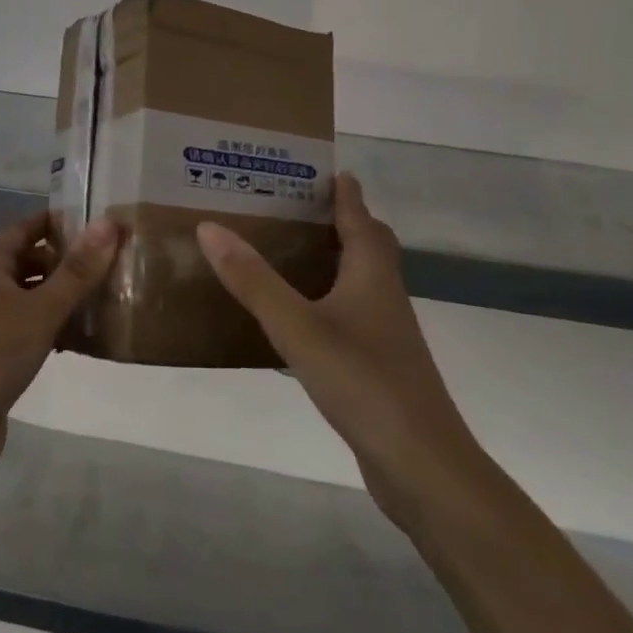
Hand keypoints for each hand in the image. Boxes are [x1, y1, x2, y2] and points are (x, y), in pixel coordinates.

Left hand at [0, 214, 119, 489]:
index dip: (61, 221)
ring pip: (37, 297)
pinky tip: (89, 339)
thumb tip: (108, 223)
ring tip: (112, 296)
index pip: (28, 227)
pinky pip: (36, 329)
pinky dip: (59, 328)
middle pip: (33, 261)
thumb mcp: (40, 308)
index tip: (103, 221)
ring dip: (68, 296)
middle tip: (116, 261)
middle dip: (71, 260)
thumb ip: (77, 270)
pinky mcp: (0, 357)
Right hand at [196, 176, 477, 528]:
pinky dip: (326, 301)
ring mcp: (385, 333)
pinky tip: (295, 318)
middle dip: (340, 220)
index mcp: (371, 273)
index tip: (320, 167)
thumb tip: (210, 226)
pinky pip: (349, 315)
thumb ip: (253, 280)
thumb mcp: (298, 327)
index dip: (343, 190)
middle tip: (294, 207)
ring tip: (286, 252)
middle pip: (368, 244)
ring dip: (331, 260)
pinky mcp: (378, 365)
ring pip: (359, 280)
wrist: (422, 465)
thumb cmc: (363, 381)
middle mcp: (383, 294)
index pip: (359, 215)